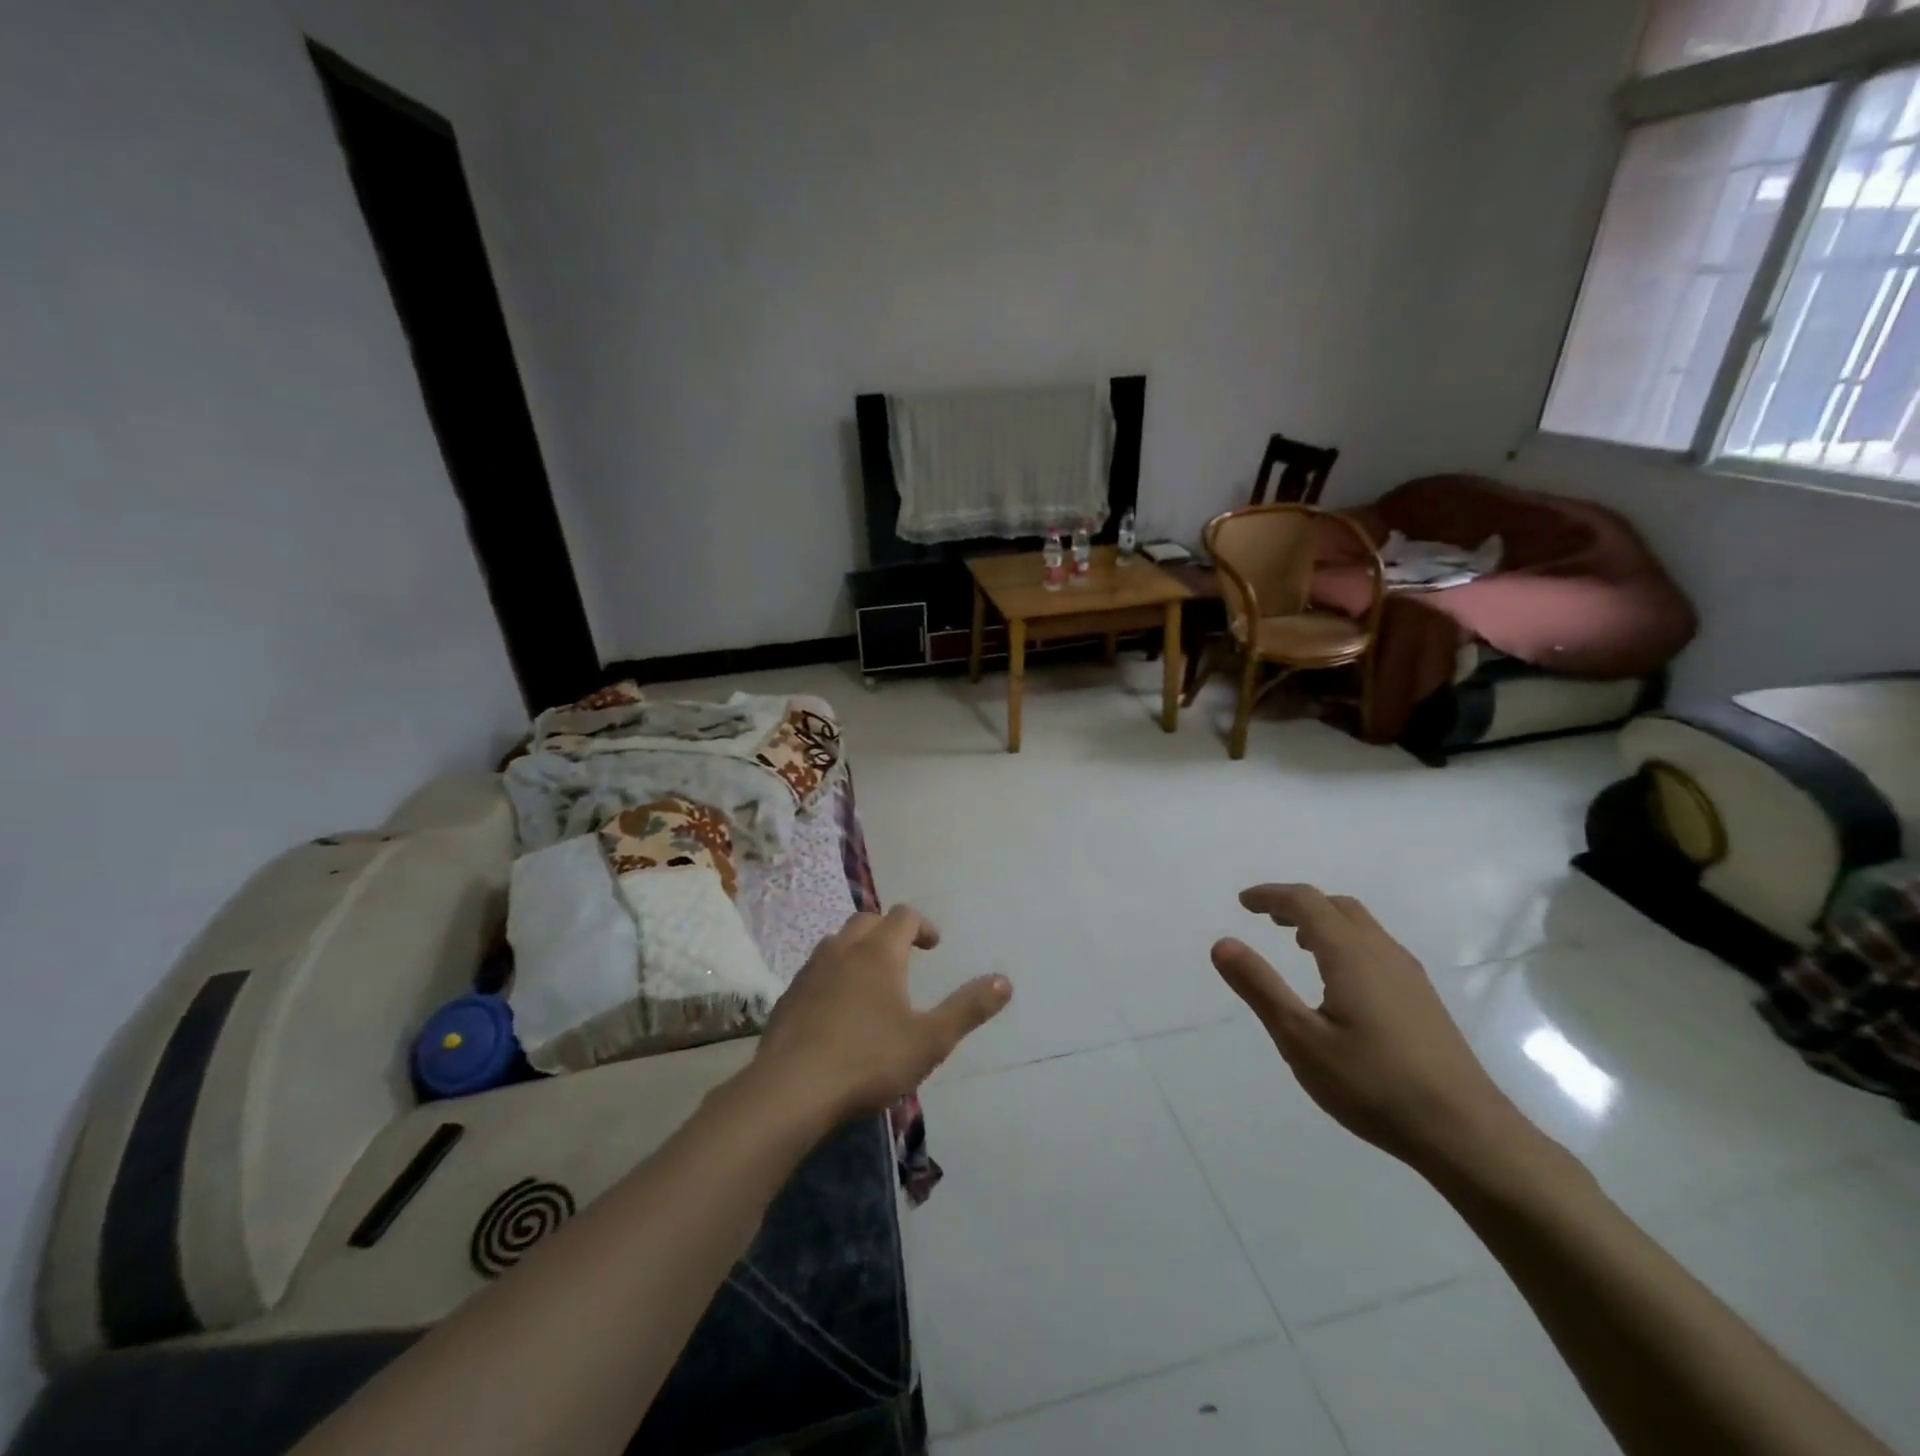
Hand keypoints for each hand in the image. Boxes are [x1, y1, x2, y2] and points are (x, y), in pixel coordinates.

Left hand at [754, 906, 1011, 1122]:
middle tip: (904, 957)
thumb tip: (1005, 980)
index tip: (934, 946)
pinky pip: (815, 972)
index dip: (923, 925)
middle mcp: (842, 950)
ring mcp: (810, 972)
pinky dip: (832, 977)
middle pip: (867, 921)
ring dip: (857, 950)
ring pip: (836, 943)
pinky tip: (836, 1011)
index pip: (904, 916)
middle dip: (889, 932)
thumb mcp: (930, 1040)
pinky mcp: (787, 998)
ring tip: (871, 981)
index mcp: (879, 952)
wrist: (791, 1091)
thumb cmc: (868, 1060)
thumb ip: (968, 1008)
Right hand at [1211, 884, 1524, 1172]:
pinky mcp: (1423, 1001)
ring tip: (1298, 944)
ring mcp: (1409, 976)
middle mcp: (1383, 953)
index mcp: (1351, 954)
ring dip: (1325, 922)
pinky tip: (1340, 981)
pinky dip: (1347, 943)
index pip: (1306, 902)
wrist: (1467, 1134)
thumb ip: (1259, 987)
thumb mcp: (1300, 1039)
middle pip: (1337, 906)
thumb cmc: (1374, 1084)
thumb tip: (1222, 943)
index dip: (1272, 896)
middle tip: (1268, 919)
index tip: (1243, 902)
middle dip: (1299, 904)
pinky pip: (1377, 949)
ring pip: (1362, 927)